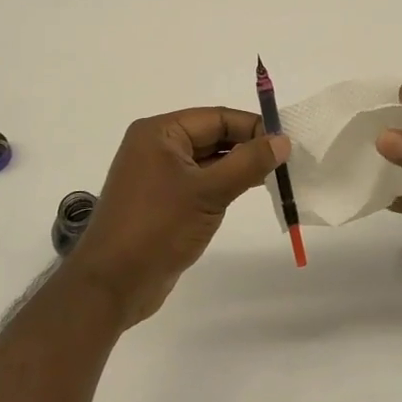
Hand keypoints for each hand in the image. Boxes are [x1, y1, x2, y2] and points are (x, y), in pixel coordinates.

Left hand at [68, 107, 289, 327]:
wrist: (113, 284)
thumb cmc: (158, 228)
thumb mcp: (208, 192)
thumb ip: (248, 163)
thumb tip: (282, 140)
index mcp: (159, 133)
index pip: (216, 117)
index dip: (253, 127)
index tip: (288, 142)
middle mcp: (156, 147)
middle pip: (212, 136)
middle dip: (248, 146)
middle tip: (288, 161)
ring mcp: (158, 175)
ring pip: (208, 161)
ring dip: (239, 167)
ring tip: (277, 176)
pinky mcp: (163, 201)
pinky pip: (200, 182)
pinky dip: (224, 185)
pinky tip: (251, 191)